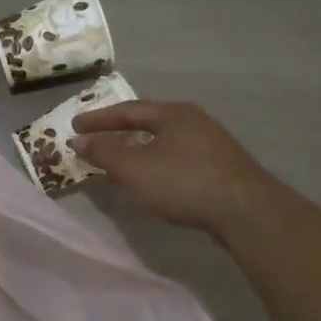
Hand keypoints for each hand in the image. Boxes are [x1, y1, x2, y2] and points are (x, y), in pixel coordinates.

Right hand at [71, 99, 268, 233]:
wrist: (246, 211)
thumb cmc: (183, 182)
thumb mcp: (134, 167)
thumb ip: (104, 152)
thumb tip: (79, 139)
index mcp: (173, 113)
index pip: (128, 110)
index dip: (98, 119)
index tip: (74, 126)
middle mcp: (194, 121)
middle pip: (149, 122)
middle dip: (120, 131)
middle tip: (96, 140)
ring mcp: (212, 145)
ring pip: (165, 141)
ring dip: (138, 149)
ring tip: (120, 161)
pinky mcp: (221, 168)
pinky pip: (178, 158)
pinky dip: (156, 163)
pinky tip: (152, 179)